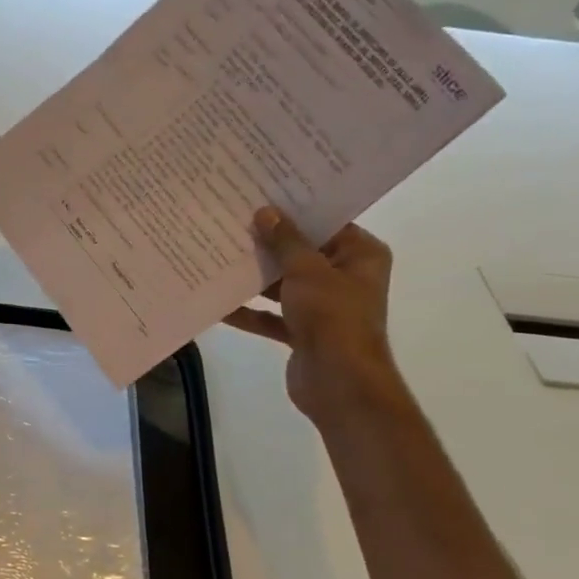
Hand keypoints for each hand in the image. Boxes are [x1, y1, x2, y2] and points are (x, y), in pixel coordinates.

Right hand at [226, 206, 400, 419]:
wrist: (339, 383)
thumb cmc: (332, 317)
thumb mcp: (306, 270)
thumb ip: (285, 241)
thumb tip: (265, 211)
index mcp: (360, 256)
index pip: (327, 223)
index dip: (295, 210)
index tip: (261, 195)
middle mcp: (345, 278)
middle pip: (301, 254)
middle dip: (268, 244)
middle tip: (231, 221)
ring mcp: (323, 308)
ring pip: (283, 285)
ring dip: (254, 278)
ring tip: (218, 256)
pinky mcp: (302, 333)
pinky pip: (272, 316)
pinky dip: (250, 311)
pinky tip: (219, 303)